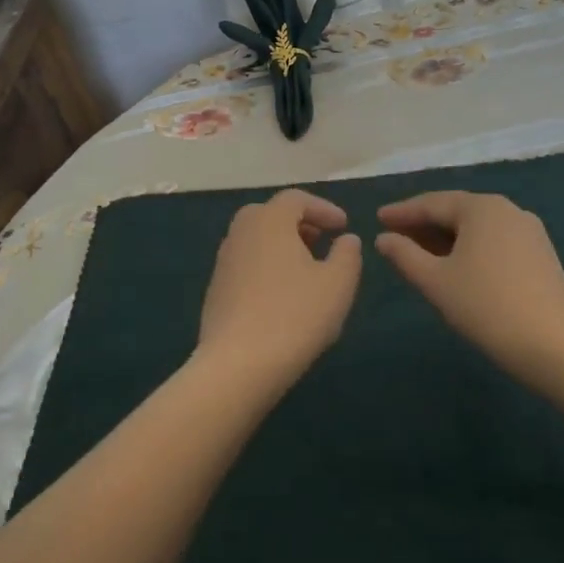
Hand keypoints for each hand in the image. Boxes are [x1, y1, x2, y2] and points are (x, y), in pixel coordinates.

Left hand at [194, 189, 361, 396]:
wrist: (237, 364)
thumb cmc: (295, 316)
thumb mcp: (338, 284)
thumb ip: (347, 255)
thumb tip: (347, 239)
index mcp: (269, 220)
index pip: (296, 199)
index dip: (323, 209)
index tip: (344, 227)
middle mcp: (241, 231)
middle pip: (272, 214)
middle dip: (300, 224)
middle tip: (322, 242)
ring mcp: (224, 260)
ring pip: (257, 239)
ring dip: (283, 246)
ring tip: (306, 271)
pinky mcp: (216, 288)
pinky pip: (246, 263)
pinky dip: (267, 266)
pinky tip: (283, 296)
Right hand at [375, 191, 563, 388]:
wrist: (555, 347)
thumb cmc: (486, 307)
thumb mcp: (435, 281)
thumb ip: (404, 255)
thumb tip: (383, 238)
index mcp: (481, 208)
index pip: (432, 203)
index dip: (402, 212)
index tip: (377, 218)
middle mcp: (507, 209)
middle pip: (456, 211)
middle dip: (424, 223)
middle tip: (395, 234)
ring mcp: (529, 231)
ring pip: (477, 227)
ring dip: (446, 236)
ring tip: (421, 252)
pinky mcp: (541, 254)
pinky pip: (495, 240)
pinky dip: (470, 247)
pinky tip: (457, 265)